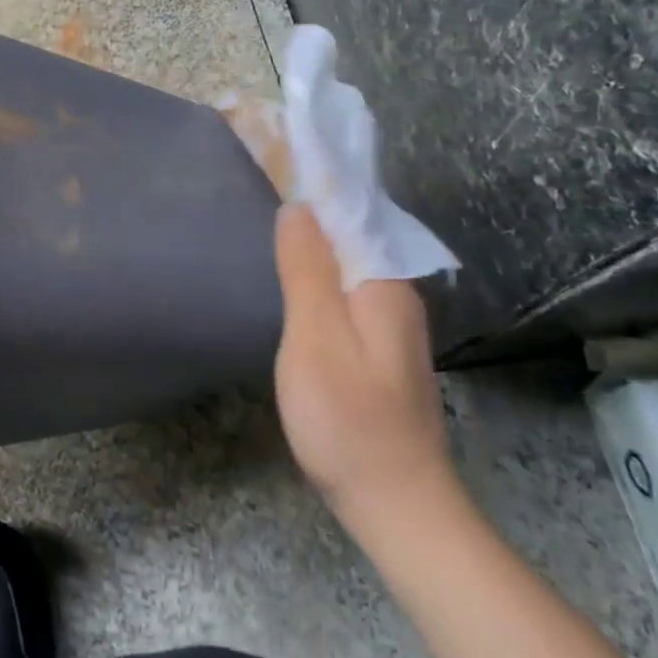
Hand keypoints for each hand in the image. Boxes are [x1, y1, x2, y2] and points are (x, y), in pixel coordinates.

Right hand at [272, 204, 453, 525]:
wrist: (396, 506)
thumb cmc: (349, 420)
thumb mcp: (316, 338)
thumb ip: (307, 270)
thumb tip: (298, 205)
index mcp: (385, 283)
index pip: (350, 211)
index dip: (314, 180)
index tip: (276, 151)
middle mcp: (396, 294)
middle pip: (351, 233)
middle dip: (312, 204)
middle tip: (262, 175)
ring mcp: (390, 324)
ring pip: (348, 263)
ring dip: (314, 236)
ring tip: (270, 212)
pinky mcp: (379, 349)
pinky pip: (347, 289)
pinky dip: (319, 270)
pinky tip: (293, 273)